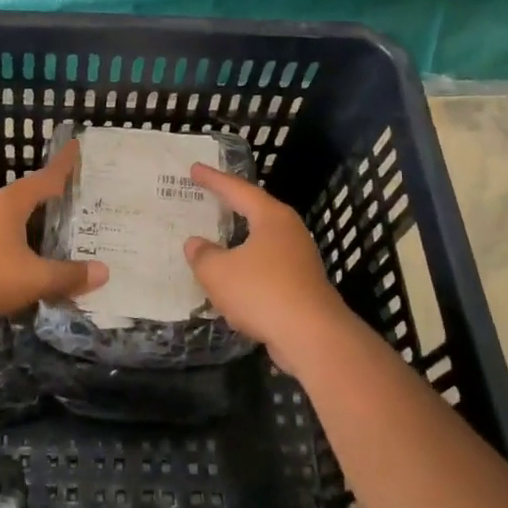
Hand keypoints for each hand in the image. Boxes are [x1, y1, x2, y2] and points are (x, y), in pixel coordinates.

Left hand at [0, 143, 106, 330]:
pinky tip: (38, 258)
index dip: (64, 163)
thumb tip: (104, 271)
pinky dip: (28, 242)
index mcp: (12, 203)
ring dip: (41, 221)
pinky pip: (10, 238)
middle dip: (56, 194)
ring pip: (20, 218)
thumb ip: (69, 275)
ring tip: (68, 227)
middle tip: (84, 193)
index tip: (77, 145)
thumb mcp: (34, 278)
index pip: (46, 177)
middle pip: (32, 195)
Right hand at [183, 165, 356, 373]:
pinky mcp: (302, 288)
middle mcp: (290, 232)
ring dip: (239, 243)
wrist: (313, 337)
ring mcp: (300, 261)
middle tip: (208, 198)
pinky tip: (232, 282)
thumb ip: (202, 254)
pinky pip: (266, 270)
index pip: (238, 190)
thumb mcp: (218, 272)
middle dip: (231, 206)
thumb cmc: (262, 292)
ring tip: (216, 241)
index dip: (213, 180)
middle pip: (256, 212)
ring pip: (261, 244)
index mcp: (272, 218)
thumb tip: (196, 244)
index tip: (194, 169)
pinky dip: (246, 271)